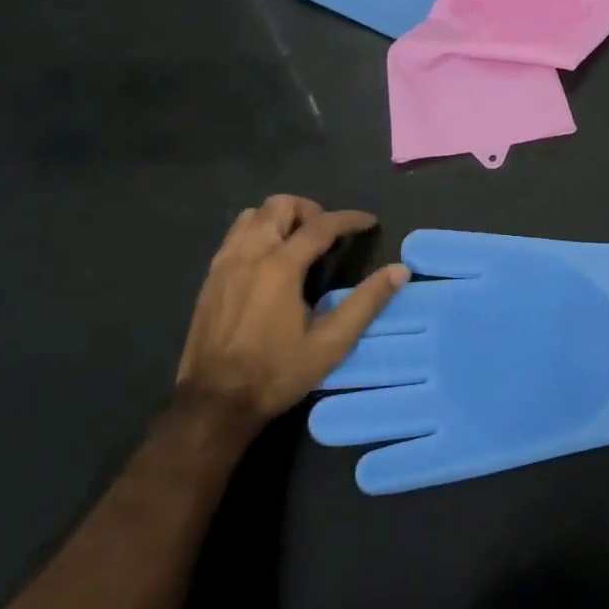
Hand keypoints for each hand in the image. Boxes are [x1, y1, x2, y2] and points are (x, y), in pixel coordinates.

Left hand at [177, 196, 408, 422]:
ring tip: (299, 241)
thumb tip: (399, 271)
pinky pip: (235, 236)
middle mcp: (249, 255)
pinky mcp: (210, 278)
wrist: (214, 403)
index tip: (369, 222)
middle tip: (329, 233)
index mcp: (280, 267)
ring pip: (252, 216)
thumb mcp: (331, 344)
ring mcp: (224, 264)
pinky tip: (270, 261)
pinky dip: (258, 233)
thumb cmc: (276, 373)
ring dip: (280, 218)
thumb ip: (366, 303)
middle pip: (279, 205)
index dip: (349, 219)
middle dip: (310, 210)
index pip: (320, 225)